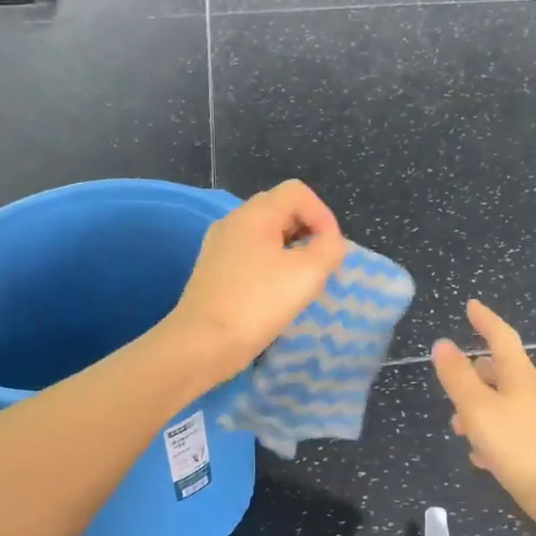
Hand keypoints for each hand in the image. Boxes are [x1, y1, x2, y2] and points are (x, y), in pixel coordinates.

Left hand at [165, 180, 347, 382]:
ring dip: (292, 252)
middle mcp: (233, 222)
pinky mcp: (214, 271)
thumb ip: (329, 249)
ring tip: (302, 283)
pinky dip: (272, 267)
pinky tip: (277, 295)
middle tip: (321, 266)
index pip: (297, 192)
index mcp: (254, 214)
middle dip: (309, 233)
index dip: (323, 215)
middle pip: (281, 210)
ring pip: (266, 235)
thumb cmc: (258, 303)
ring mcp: (219, 247)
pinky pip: (251, 256)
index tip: (332, 249)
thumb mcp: (308, 273)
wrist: (203, 343)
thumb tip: (329, 243)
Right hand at [431, 301, 535, 531]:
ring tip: (458, 428)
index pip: (501, 337)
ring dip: (479, 409)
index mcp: (520, 376)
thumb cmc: (523, 446)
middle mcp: (533, 393)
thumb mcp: (480, 410)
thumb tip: (442, 343)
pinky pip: (512, 432)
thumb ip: (458, 377)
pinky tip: (481, 458)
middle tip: (452, 380)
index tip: (471, 305)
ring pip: (504, 404)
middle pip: (501, 372)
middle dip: (474, 374)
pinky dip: (493, 436)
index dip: (485, 320)